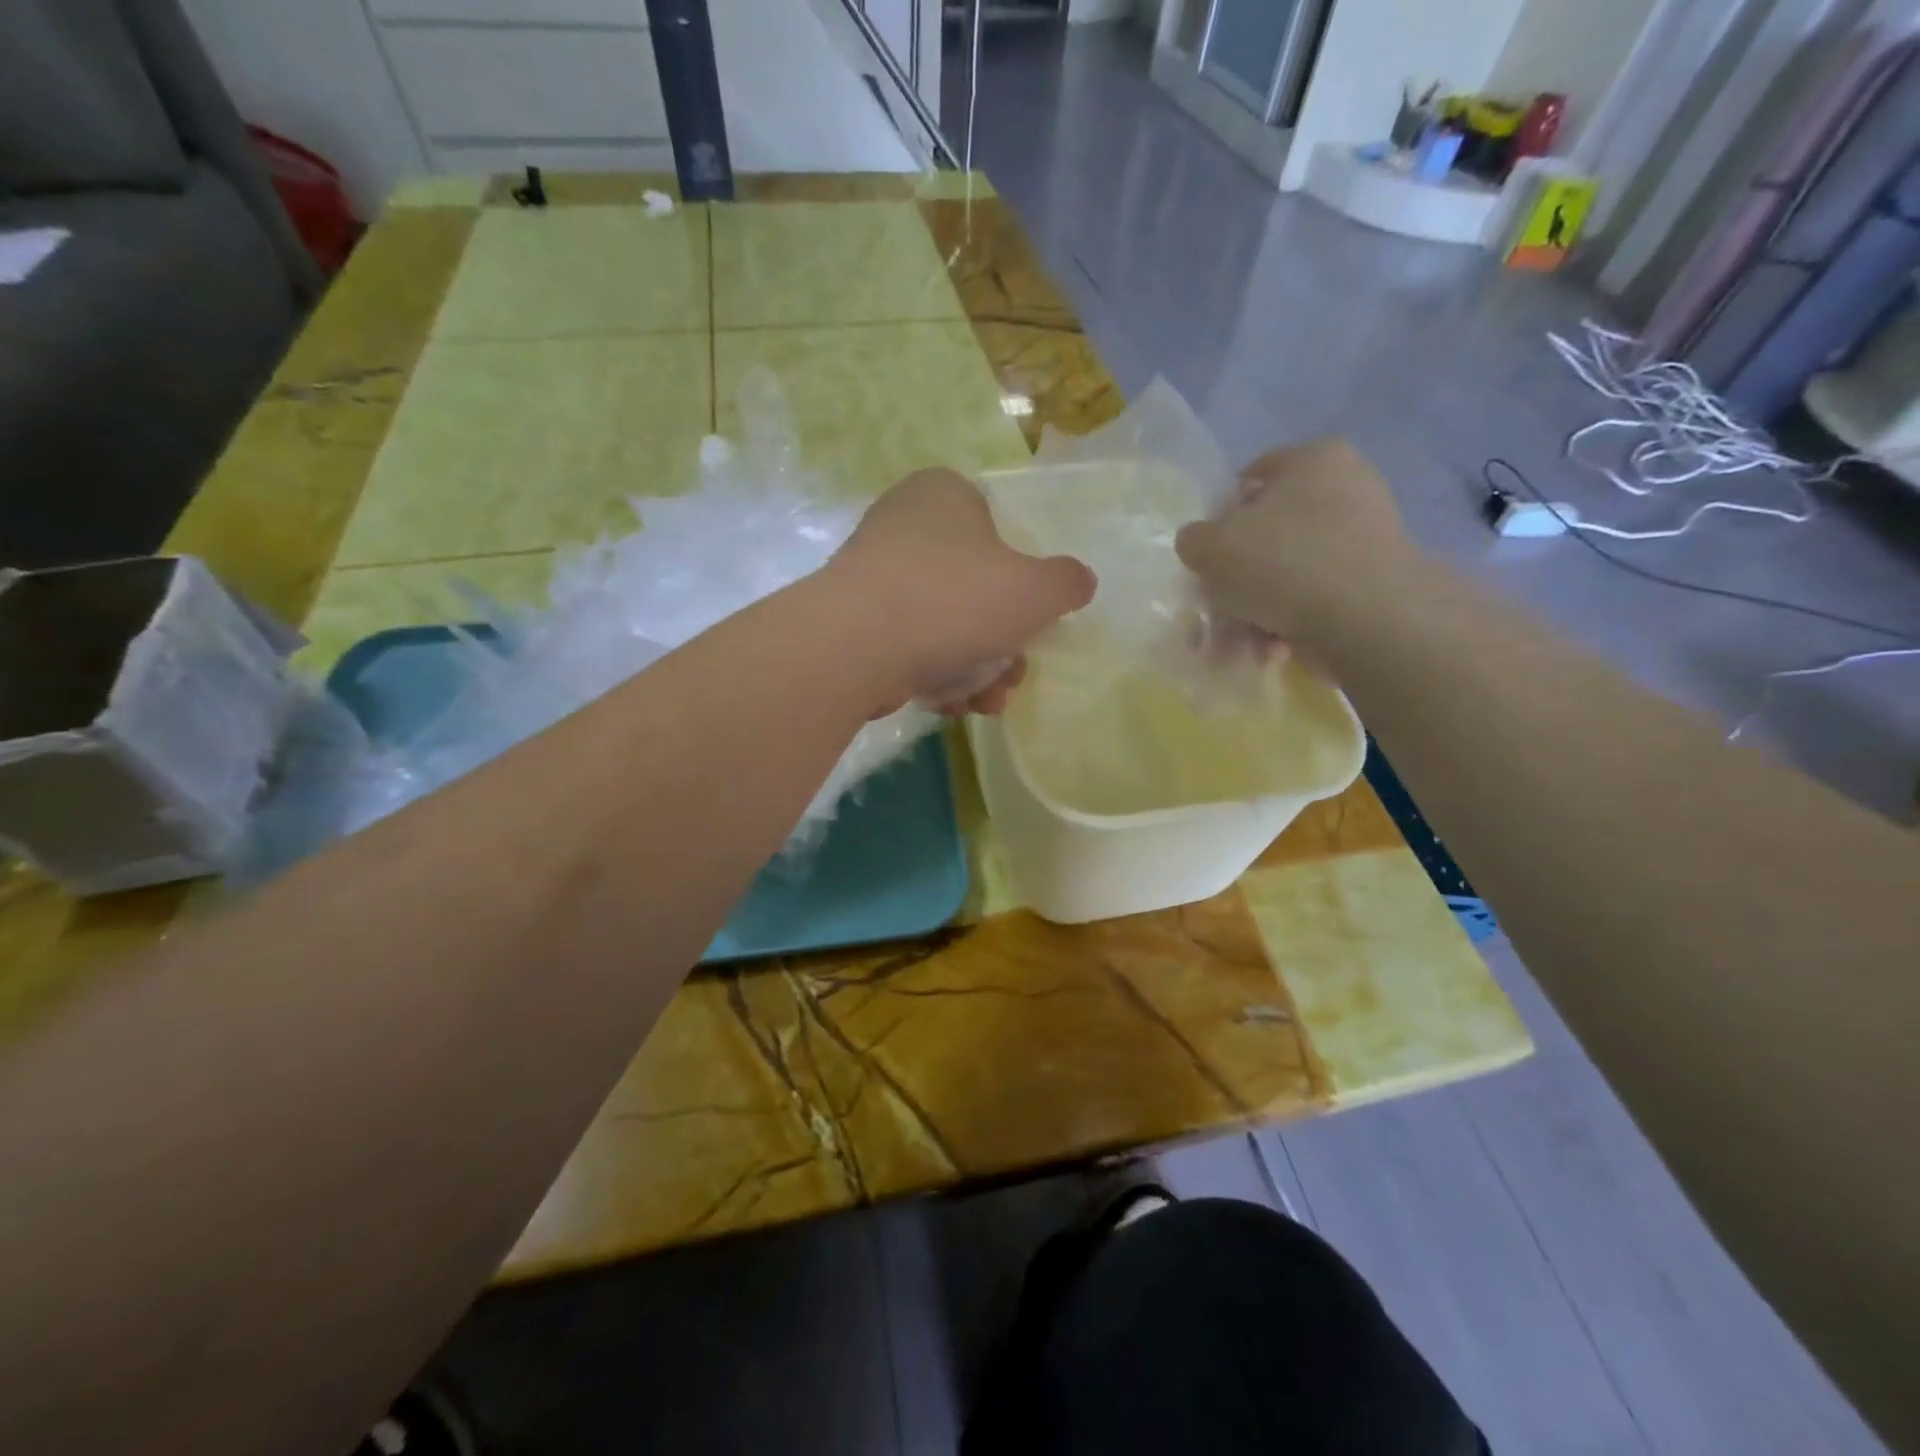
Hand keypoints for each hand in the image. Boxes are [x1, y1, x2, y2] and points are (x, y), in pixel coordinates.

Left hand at [828, 467, 1095, 714]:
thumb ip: (1066, 583)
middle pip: (973, 589)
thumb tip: (1077, 582)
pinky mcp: (852, 622)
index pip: (997, 529)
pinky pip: (908, 646)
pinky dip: (934, 675)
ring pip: (944, 625)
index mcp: (944, 494)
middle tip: (1011, 676)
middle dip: (1001, 644)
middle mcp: (903, 524)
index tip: (1030, 625)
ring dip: (974, 670)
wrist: (856, 646)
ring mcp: (873, 575)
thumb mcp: (1036, 590)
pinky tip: (946, 704)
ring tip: (983, 703)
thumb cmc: (955, 600)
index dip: (1021, 583)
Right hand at [1174, 439, 1414, 648]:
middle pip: (1267, 534)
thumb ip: (1193, 539)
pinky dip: (1286, 624)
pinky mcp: (1371, 584)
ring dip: (1253, 611)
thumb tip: (1201, 544)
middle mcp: (1346, 489)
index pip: (1250, 478)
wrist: (1366, 619)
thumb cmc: (1283, 564)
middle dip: (1235, 579)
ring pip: (1286, 574)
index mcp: (1313, 460)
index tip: (1205, 555)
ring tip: (1236, 646)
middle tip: (1215, 610)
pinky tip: (1269, 650)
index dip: (1218, 517)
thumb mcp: (1211, 546)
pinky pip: (1312, 599)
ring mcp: (1364, 538)